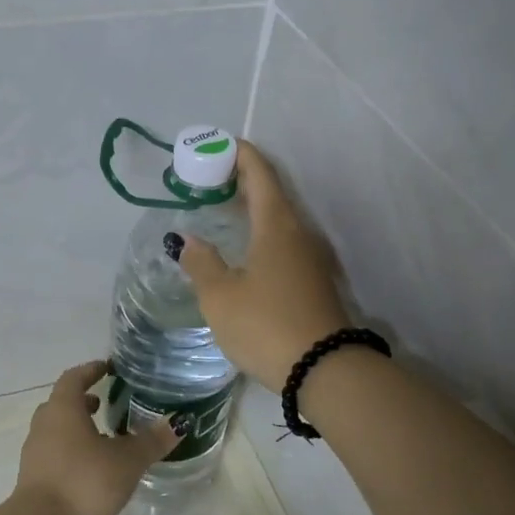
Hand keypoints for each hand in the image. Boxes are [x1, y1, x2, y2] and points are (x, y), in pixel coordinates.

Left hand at [14, 361, 179, 514]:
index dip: (91, 370)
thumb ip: (151, 441)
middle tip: (106, 402)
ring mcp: (35, 452)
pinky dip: (71, 451)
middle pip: (62, 403)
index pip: (74, 378)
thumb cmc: (84, 481)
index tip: (108, 368)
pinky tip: (92, 468)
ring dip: (77, 427)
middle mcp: (44, 424)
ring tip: (104, 437)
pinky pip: (54, 453)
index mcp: (63, 409)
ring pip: (57, 429)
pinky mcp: (34, 478)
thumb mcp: (127, 460)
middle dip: (84, 400)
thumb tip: (178, 423)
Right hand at [173, 141, 351, 393]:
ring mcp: (310, 258)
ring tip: (220, 211)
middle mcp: (298, 233)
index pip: (260, 173)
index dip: (239, 154)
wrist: (324, 369)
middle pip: (271, 193)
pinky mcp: (314, 281)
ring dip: (251, 208)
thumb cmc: (266, 325)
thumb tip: (189, 240)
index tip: (216, 145)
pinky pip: (283, 242)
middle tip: (207, 179)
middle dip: (240, 180)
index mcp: (276, 225)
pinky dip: (260, 233)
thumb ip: (202, 264)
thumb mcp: (220, 297)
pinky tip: (243, 250)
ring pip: (278, 219)